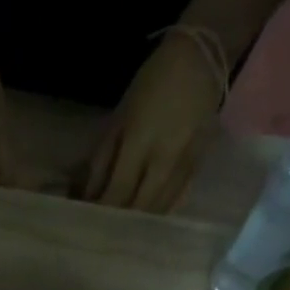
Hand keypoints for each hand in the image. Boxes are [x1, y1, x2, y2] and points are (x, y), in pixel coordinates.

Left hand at [82, 33, 223, 212]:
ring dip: (141, 222)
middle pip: (141, 206)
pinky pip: (179, 199)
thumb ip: (102, 159)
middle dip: (121, 222)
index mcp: (141, 141)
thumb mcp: (119, 118)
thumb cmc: (152, 84)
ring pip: (161, 208)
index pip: (118, 190)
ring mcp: (186, 164)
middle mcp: (165, 158)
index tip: (89, 223)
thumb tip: (87, 195)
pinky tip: (150, 219)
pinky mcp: (200, 165)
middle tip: (105, 231)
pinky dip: (161, 212)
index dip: (103, 211)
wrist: (202, 58)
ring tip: (124, 229)